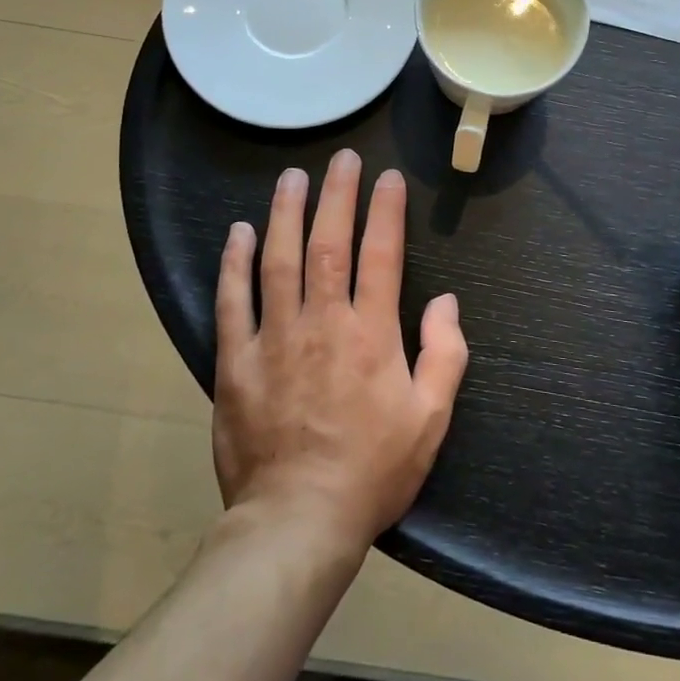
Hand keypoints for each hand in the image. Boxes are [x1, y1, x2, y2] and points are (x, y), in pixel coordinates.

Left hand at [212, 150, 467, 554]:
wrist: (297, 522)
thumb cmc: (372, 471)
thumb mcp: (430, 420)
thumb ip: (445, 355)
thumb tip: (447, 301)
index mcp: (372, 334)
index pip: (382, 255)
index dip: (386, 211)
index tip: (387, 178)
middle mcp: (323, 322)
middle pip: (329, 243)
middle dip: (337, 195)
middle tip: (342, 158)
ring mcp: (275, 338)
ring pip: (279, 260)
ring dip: (286, 213)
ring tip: (292, 177)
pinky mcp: (236, 361)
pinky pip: (233, 301)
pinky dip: (235, 264)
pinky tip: (239, 233)